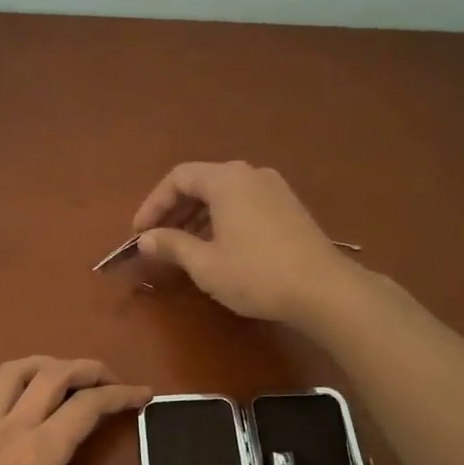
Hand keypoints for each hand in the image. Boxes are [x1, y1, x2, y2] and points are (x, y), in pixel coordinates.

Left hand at [0, 357, 198, 464]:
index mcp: (40, 451)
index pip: (89, 405)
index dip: (122, 395)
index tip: (146, 396)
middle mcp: (9, 429)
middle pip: (52, 375)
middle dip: (87, 369)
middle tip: (111, 381)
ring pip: (11, 374)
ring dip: (43, 366)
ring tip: (65, 379)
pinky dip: (10, 387)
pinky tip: (16, 409)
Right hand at [132, 161, 354, 324]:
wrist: (324, 289)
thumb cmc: (257, 274)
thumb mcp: (205, 264)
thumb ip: (172, 245)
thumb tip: (145, 239)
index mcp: (226, 180)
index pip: (178, 178)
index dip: (153, 204)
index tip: (139, 233)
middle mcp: (250, 174)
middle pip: (202, 182)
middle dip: (174, 210)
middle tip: (158, 239)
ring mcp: (274, 188)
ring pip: (224, 193)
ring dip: (198, 216)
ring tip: (184, 246)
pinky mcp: (289, 207)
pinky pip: (244, 203)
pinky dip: (222, 218)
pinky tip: (218, 246)